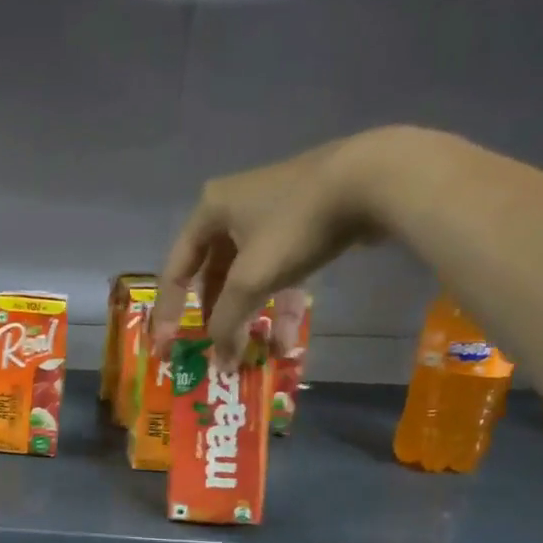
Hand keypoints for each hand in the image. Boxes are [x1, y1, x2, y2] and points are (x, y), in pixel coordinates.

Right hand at [151, 131, 397, 369]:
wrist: (375, 178)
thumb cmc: (296, 225)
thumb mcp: (251, 278)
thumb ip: (226, 322)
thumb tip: (220, 363)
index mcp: (208, 211)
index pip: (176, 271)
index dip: (169, 313)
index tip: (168, 348)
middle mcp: (233, 208)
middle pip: (213, 276)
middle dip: (218, 317)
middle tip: (216, 348)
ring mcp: (271, 213)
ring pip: (250, 276)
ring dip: (252, 316)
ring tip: (256, 352)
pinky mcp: (304, 220)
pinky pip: (279, 269)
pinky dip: (280, 302)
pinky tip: (286, 338)